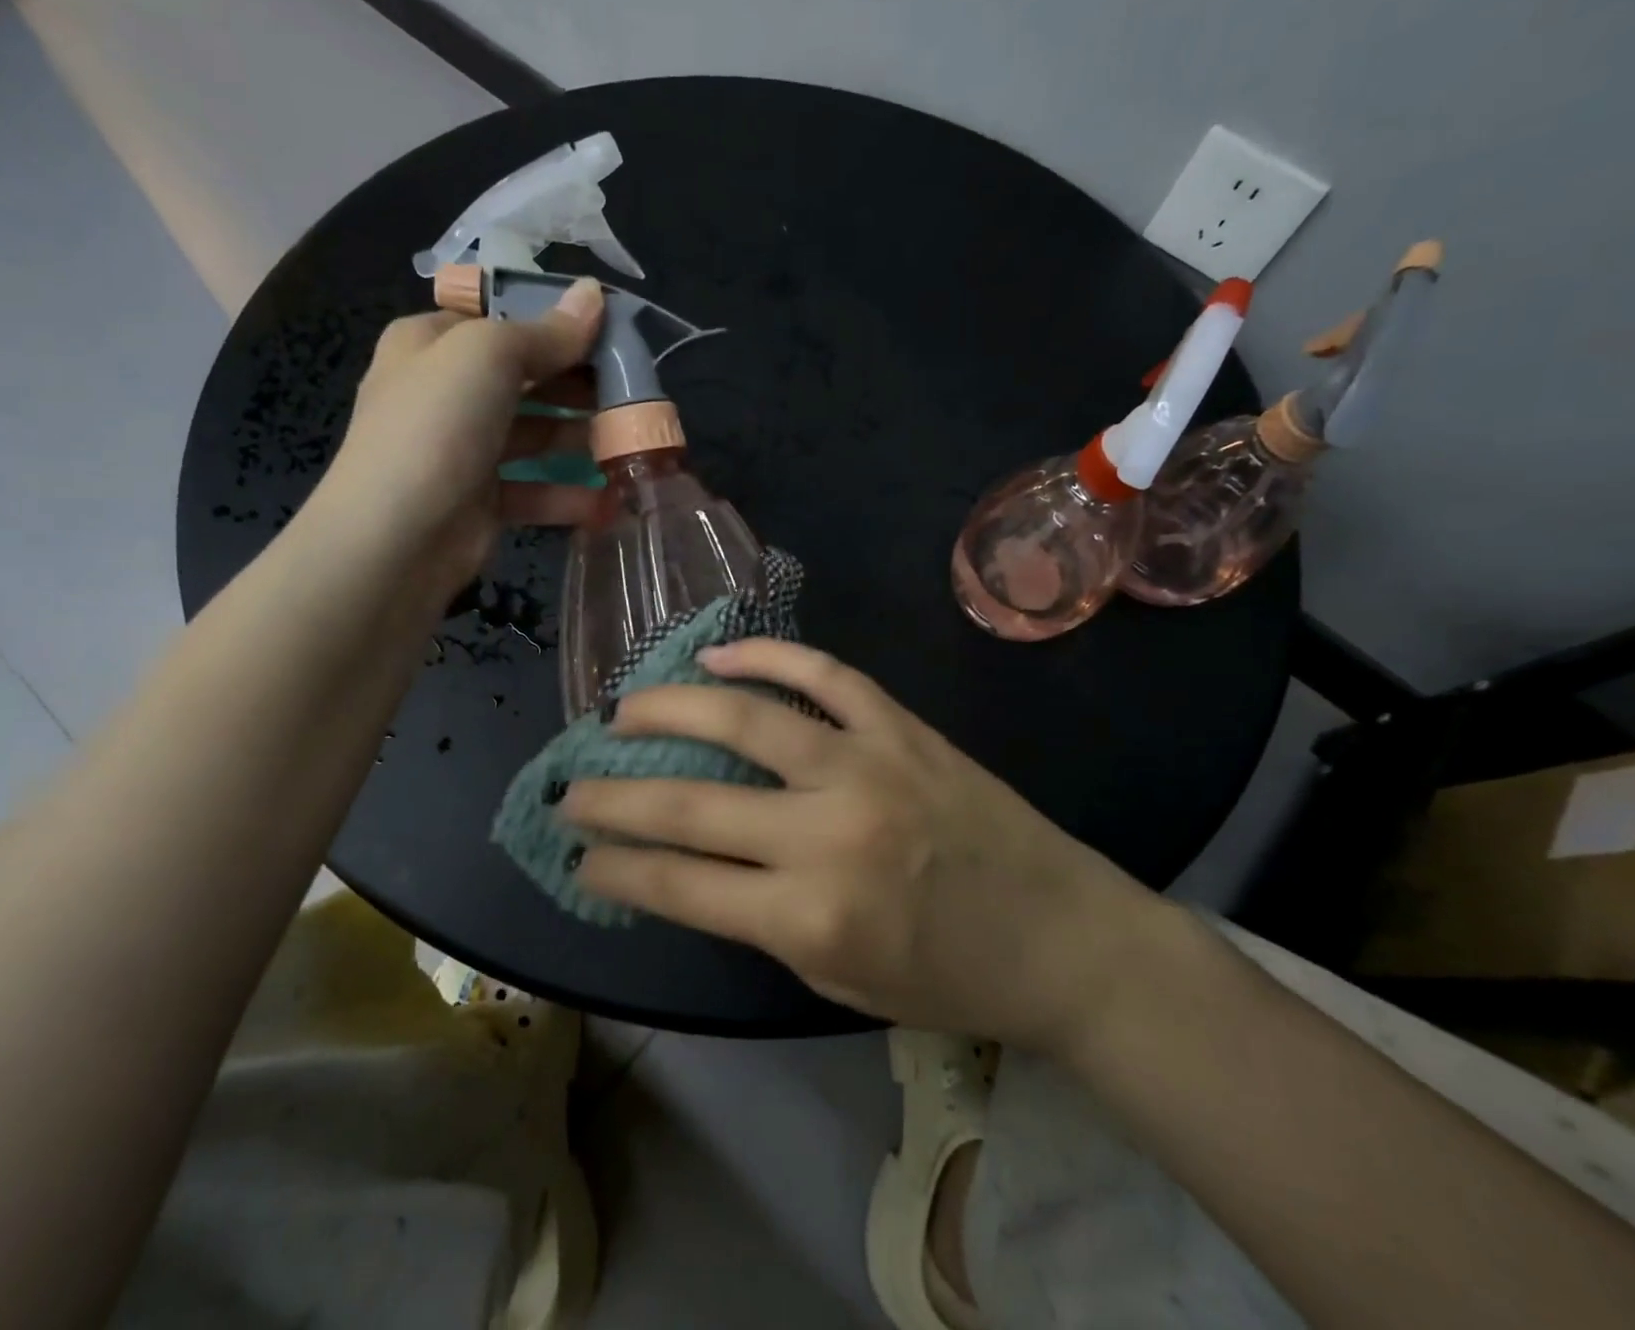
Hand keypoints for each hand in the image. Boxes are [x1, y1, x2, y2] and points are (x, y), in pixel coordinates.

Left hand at [313, 277, 604, 605]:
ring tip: (632, 440)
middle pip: (525, 377)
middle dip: (579, 382)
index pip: (501, 318)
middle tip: (635, 389)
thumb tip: (595, 294)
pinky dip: (569, 494)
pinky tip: (609, 498)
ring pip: (535, 434)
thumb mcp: (489, 356)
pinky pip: (534, 489)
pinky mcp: (483, 501)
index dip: (555, 321)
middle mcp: (446, 392)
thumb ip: (546, 330)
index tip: (612, 332)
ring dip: (581, 437)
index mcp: (432, 343)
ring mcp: (464, 450)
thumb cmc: (437, 426)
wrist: (396, 539)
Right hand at [562, 638, 1173, 1049]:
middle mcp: (828, 834)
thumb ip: (761, 919)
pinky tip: (718, 655)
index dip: (616, 867)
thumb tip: (690, 862)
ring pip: (745, 719)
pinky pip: (824, 674)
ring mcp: (866, 766)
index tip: (577, 852)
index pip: (679, 886)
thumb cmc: (948, 978)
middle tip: (572, 784)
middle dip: (614, 795)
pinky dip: (766, 656)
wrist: (1062, 935)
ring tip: (624, 709)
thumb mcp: (837, 980)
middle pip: (691, 804)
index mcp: (810, 918)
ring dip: (670, 710)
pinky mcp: (901, 726)